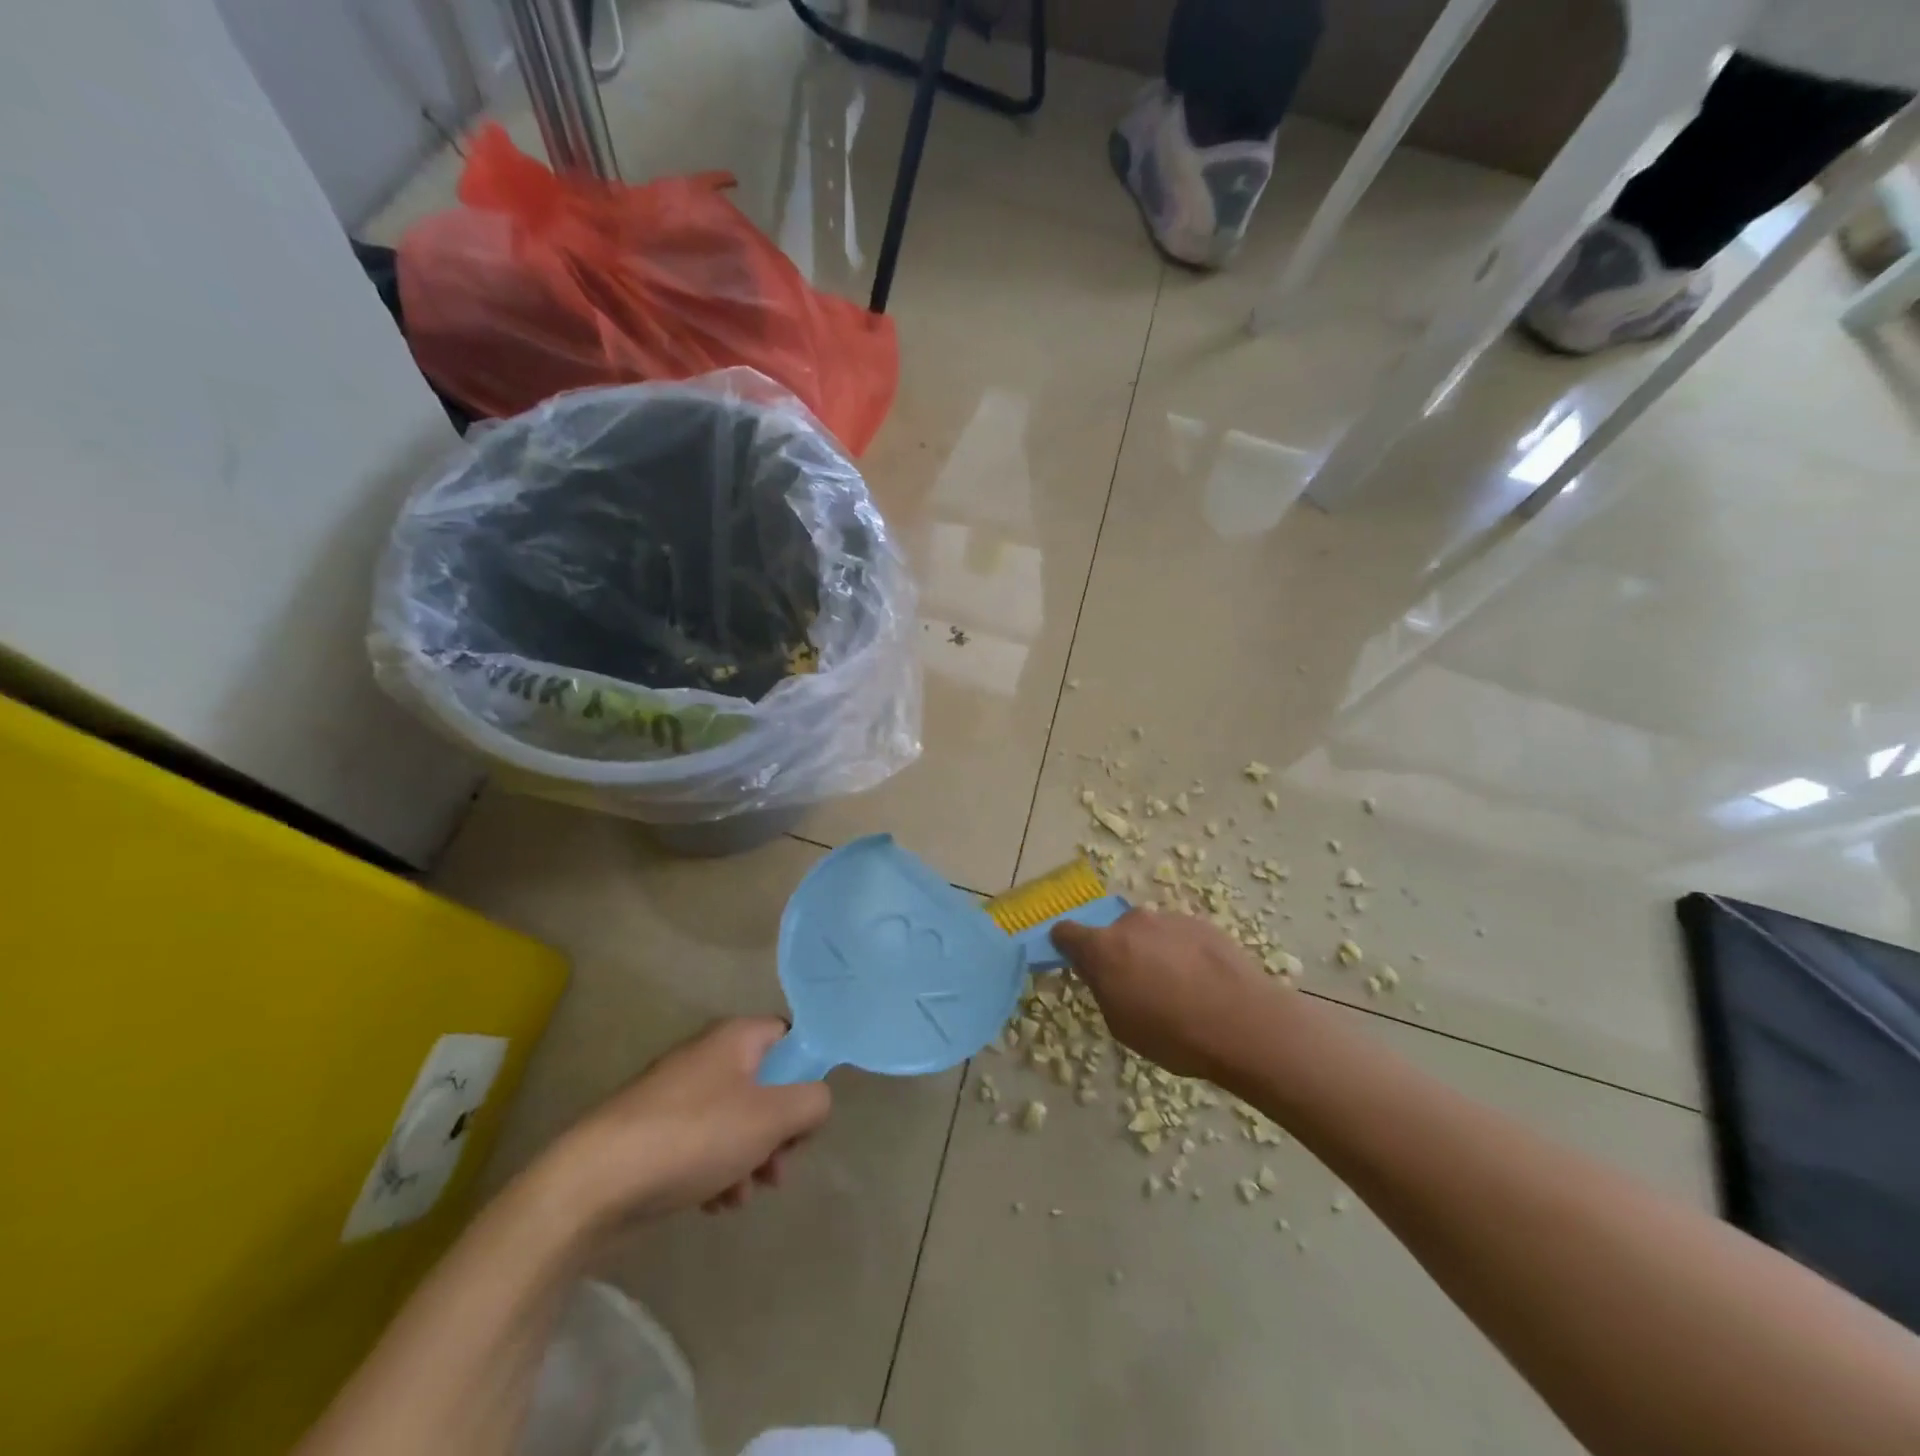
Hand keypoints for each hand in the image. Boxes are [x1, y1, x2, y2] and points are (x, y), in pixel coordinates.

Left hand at [563, 1018, 831, 1221]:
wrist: (594, 1183)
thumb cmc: (694, 1137)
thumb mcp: (771, 1117)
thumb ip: (811, 1102)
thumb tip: (815, 1101)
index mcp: (736, 1038)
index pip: (789, 1038)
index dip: (806, 1073)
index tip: (806, 1114)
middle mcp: (708, 1056)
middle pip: (765, 1085)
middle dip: (778, 1131)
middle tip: (779, 1167)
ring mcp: (678, 1095)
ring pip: (736, 1121)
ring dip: (750, 1158)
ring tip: (741, 1194)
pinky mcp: (656, 1132)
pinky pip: (704, 1144)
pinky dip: (717, 1171)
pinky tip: (713, 1204)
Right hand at [1050, 910, 1280, 1080]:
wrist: (1244, 1023)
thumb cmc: (1173, 1034)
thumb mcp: (1121, 1024)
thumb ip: (1103, 988)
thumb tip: (1103, 973)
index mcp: (1103, 947)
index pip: (1066, 932)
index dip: (1067, 946)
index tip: (1077, 963)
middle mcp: (1132, 922)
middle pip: (1113, 933)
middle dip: (1119, 953)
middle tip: (1137, 986)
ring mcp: (1168, 918)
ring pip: (1148, 933)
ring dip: (1152, 952)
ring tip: (1178, 987)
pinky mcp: (1201, 922)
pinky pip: (1178, 935)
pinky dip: (1181, 952)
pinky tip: (1202, 982)